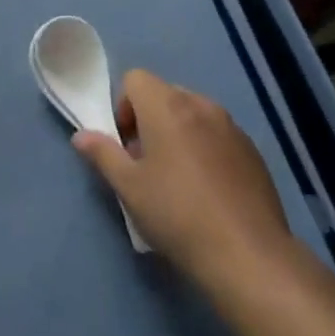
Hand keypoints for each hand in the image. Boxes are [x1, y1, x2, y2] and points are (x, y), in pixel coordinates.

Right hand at [72, 69, 298, 286]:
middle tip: (147, 163)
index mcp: (167, 106)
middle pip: (164, 94)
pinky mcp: (253, 152)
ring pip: (193, 114)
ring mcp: (231, 127)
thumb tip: (81, 136)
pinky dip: (206, 148)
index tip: (127, 145)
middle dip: (150, 119)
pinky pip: (218, 135)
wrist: (249, 256)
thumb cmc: (177, 214)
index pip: (135, 79)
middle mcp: (200, 105)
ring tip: (179, 178)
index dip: (123, 107)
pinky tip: (209, 191)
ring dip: (179, 132)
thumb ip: (103, 154)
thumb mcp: (129, 188)